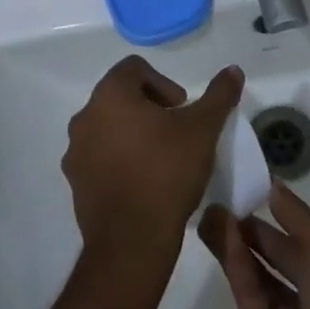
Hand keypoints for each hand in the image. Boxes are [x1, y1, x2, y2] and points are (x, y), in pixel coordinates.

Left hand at [63, 55, 243, 265]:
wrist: (132, 241)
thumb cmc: (167, 173)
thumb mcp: (203, 130)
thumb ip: (218, 95)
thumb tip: (233, 69)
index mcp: (110, 95)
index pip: (134, 68)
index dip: (163, 83)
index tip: (182, 110)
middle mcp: (85, 117)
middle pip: (120, 96)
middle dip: (150, 108)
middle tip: (176, 132)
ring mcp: (76, 151)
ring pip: (108, 128)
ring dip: (133, 134)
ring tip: (161, 159)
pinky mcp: (76, 182)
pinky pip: (99, 158)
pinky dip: (120, 160)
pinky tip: (144, 182)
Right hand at [199, 185, 309, 308]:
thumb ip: (294, 215)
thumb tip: (271, 183)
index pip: (293, 237)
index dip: (269, 215)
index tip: (240, 190)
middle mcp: (307, 292)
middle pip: (269, 256)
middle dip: (244, 230)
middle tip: (213, 201)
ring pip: (253, 275)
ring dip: (233, 245)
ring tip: (207, 213)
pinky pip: (249, 295)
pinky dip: (237, 266)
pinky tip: (224, 235)